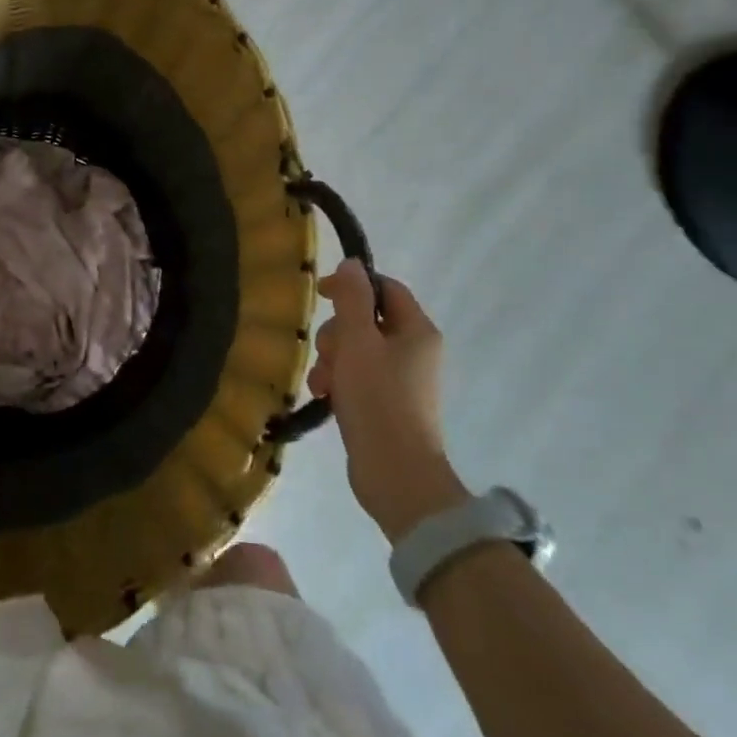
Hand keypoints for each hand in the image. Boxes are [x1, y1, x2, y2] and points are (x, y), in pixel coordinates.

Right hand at [308, 266, 465, 542]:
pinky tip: (325, 397)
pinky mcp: (386, 403)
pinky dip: (337, 382)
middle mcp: (414, 350)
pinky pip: (355, 377)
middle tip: (327, 353)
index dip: (352, 285)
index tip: (320, 294)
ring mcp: (400, 379)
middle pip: (365, 320)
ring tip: (323, 384)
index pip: (385, 288)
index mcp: (417, 331)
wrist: (396, 472)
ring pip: (355, 350)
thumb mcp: (358, 341)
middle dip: (337, 334)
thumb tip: (351, 264)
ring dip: (331, 361)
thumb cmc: (378, 399)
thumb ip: (352, 299)